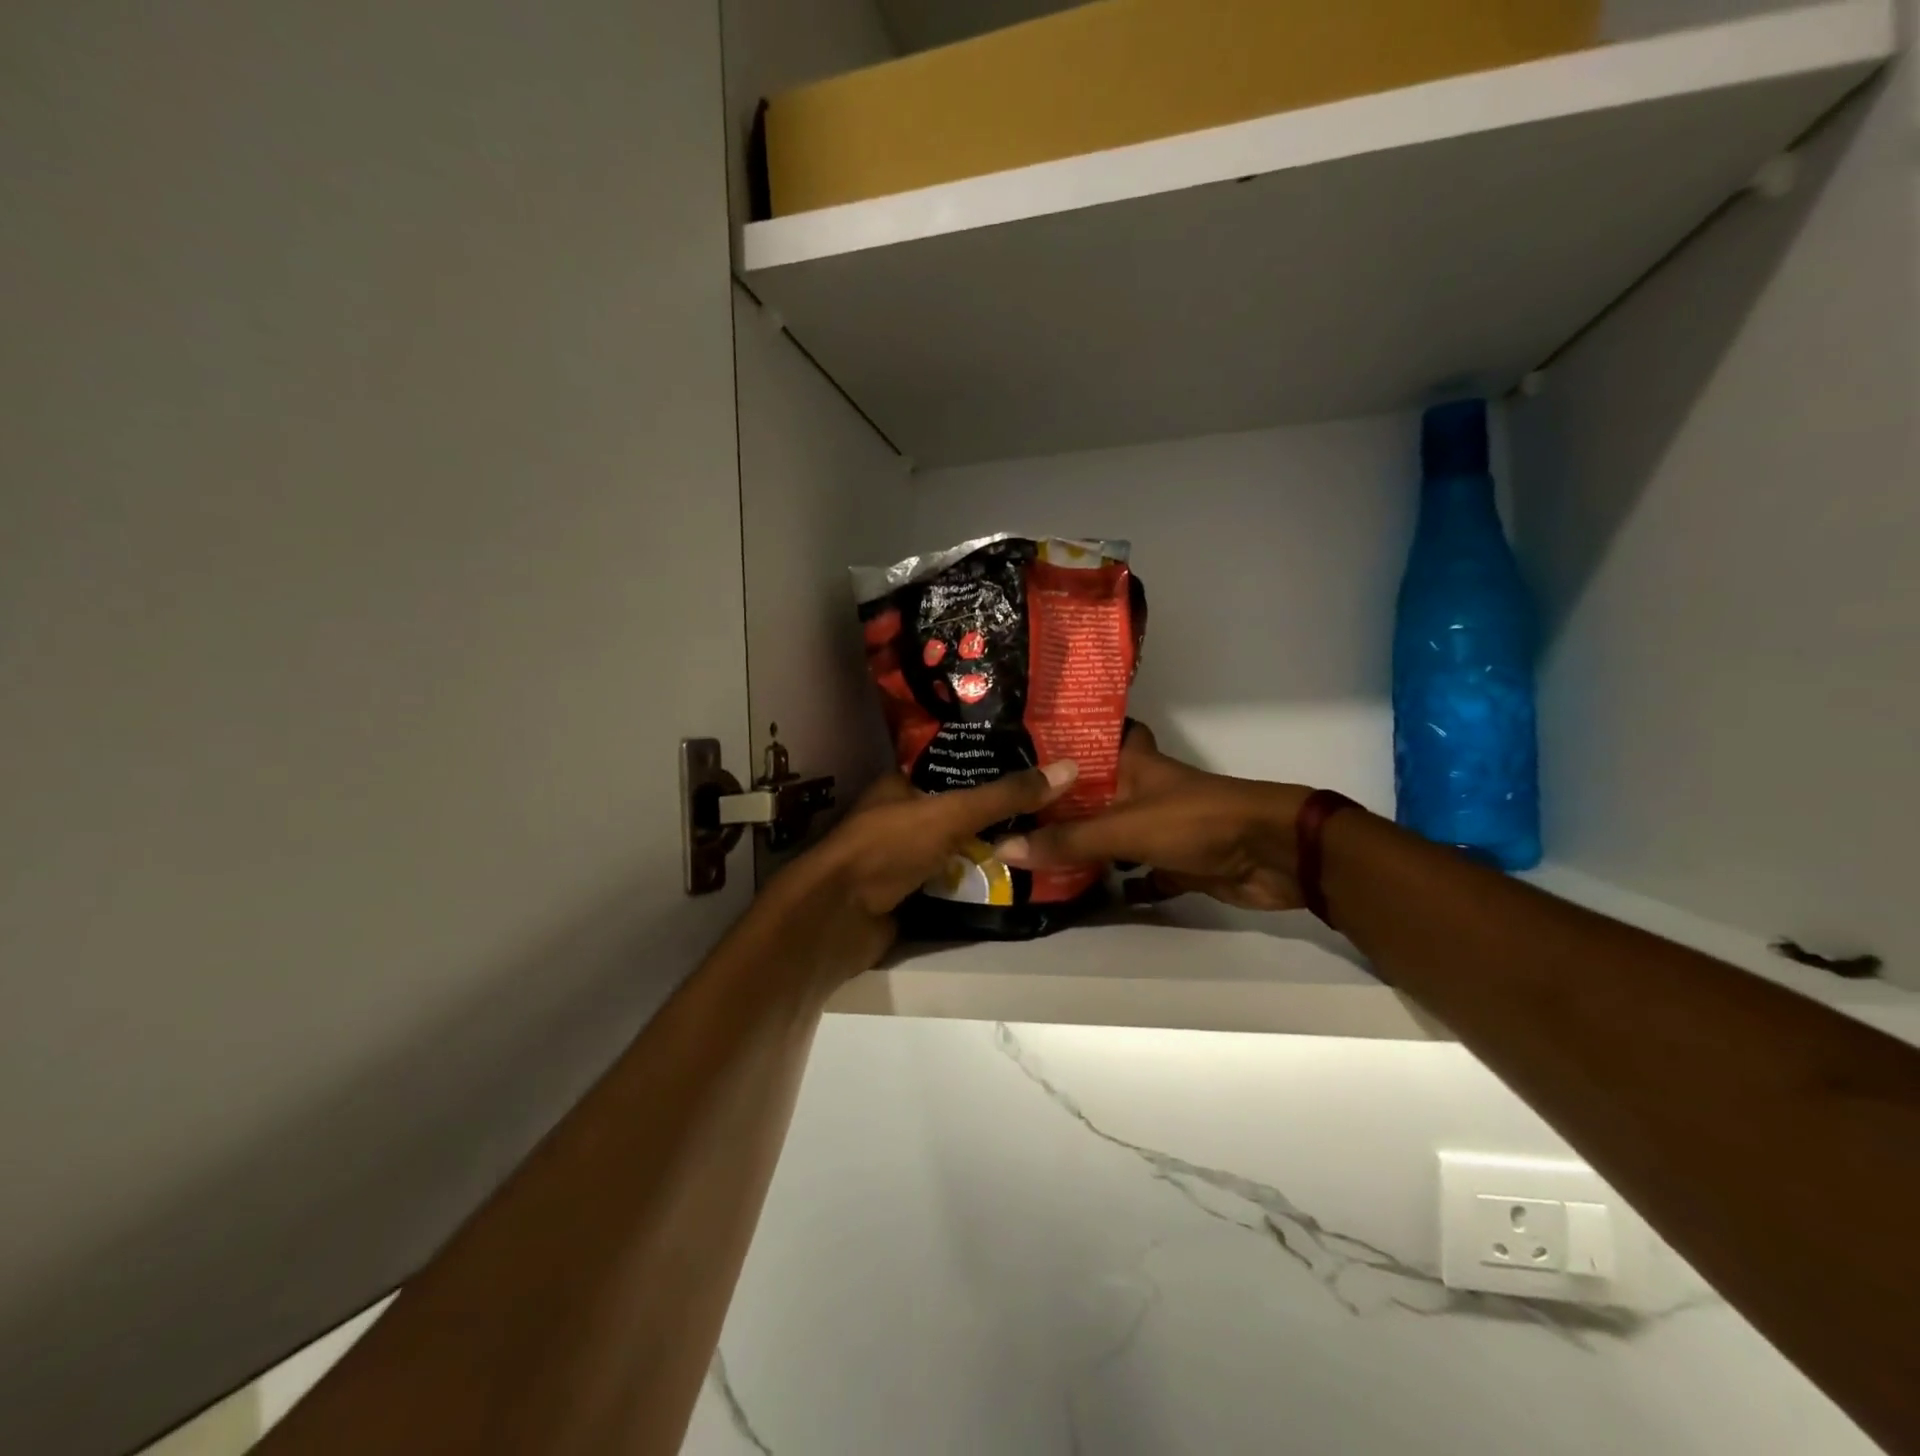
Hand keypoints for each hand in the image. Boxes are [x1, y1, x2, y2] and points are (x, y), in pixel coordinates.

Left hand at [762, 759, 1080, 980]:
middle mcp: (902, 815)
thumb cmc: (886, 848)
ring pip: (957, 847)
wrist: (837, 918)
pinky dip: (976, 881)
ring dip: (990, 849)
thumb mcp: (949, 814)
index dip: (995, 766)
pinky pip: (951, 881)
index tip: (1040, 768)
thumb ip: (1004, 795)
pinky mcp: (908, 893)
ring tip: (1045, 841)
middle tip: (1054, 808)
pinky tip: (1015, 880)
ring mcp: (903, 857)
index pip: (955, 767)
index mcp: (901, 784)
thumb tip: (1067, 768)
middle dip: (999, 813)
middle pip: (960, 810)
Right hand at [996, 725, 1309, 911]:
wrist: (1272, 855)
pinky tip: (1072, 890)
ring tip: (1024, 848)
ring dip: (1078, 842)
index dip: (1055, 741)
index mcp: (1130, 763)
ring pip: (1107, 832)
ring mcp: (1156, 825)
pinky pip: (1129, 869)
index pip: (1086, 740)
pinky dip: (1109, 880)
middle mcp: (1138, 789)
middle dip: (1055, 802)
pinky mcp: (1171, 860)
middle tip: (1005, 810)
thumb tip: (1004, 849)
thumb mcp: (1124, 827)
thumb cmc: (1196, 821)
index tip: (1011, 751)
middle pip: (1090, 792)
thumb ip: (1068, 840)